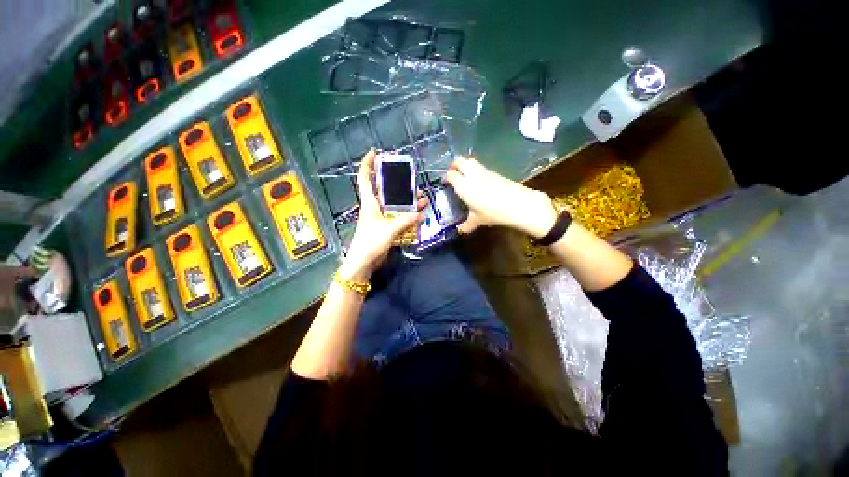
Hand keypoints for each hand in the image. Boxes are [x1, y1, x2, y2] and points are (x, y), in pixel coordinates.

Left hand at [339, 150, 425, 280]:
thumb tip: (421, 213)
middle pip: (385, 189)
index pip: (365, 178)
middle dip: (397, 182)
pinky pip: (399, 216)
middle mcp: (375, 207)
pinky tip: (420, 213)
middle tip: (411, 178)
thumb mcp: (388, 230)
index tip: (374, 152)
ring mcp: (381, 217)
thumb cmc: (370, 243)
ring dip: (408, 200)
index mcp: (369, 203)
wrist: (363, 263)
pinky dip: (409, 214)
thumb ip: (405, 220)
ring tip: (423, 197)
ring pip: (395, 204)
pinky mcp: (386, 227)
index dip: (367, 164)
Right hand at [445, 157, 556, 237]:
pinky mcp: (494, 172)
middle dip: (454, 165)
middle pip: (459, 161)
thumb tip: (460, 231)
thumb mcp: (477, 220)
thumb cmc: (492, 213)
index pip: (450, 175)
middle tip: (453, 173)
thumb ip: (466, 225)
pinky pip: (481, 166)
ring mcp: (484, 171)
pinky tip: (478, 180)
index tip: (445, 183)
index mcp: (463, 186)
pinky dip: (475, 169)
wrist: (517, 204)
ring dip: (464, 164)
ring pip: (470, 161)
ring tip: (464, 174)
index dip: (446, 177)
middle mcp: (472, 175)